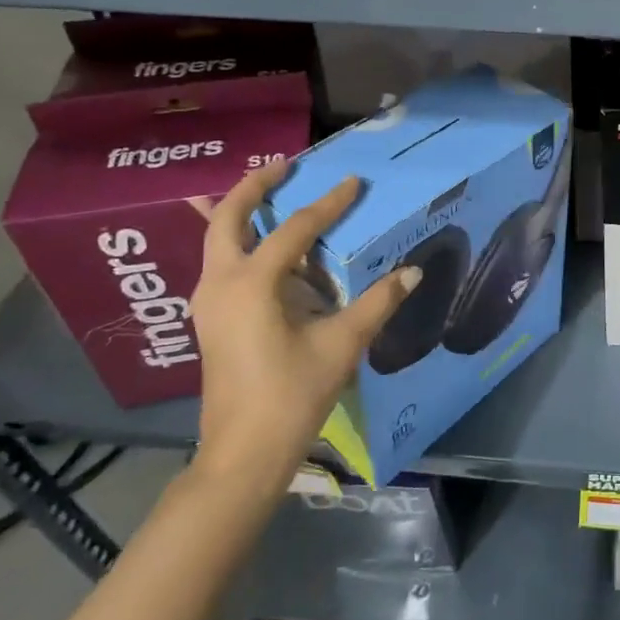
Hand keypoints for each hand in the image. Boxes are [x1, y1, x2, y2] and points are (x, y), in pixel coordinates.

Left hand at [187, 161, 419, 485]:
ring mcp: (208, 302)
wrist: (243, 453)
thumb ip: (377, 303)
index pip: (294, 228)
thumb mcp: (341, 345)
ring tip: (271, 195)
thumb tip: (412, 272)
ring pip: (215, 239)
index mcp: (251, 283)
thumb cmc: (292, 395)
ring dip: (241, 212)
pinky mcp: (210, 320)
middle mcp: (220, 283)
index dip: (328, 203)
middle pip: (227, 217)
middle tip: (285, 165)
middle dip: (255, 186)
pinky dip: (238, 242)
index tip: (353, 182)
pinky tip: (263, 249)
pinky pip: (219, 263)